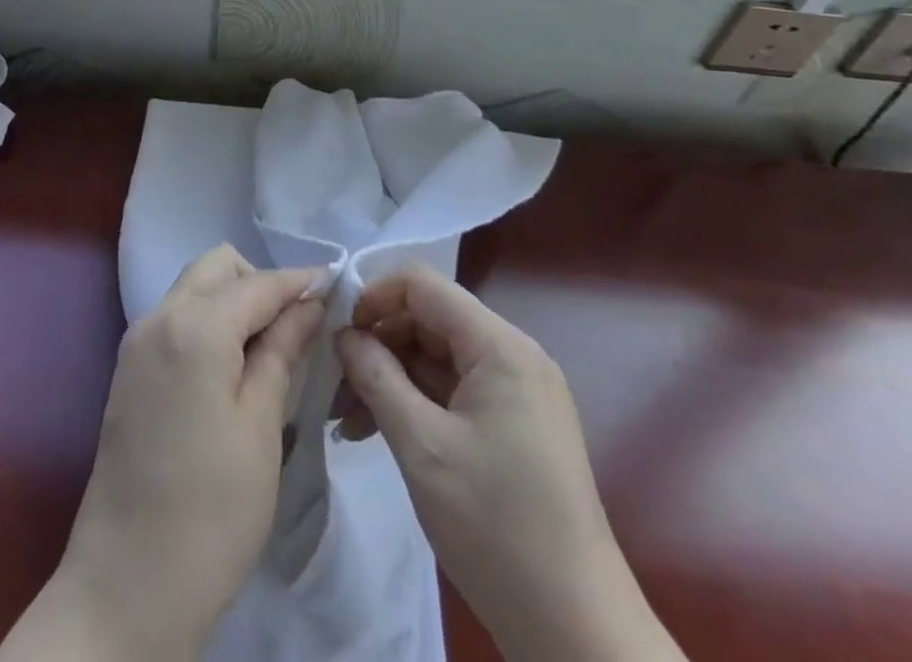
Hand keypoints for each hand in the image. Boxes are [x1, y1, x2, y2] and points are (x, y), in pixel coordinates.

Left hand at [0, 245, 324, 660]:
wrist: (126, 588)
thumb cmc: (211, 512)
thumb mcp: (261, 428)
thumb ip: (283, 352)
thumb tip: (310, 303)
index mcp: (194, 327)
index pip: (258, 283)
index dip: (300, 283)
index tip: (337, 288)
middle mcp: (159, 317)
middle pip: (218, 268)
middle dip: (260, 283)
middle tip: (296, 329)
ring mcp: (137, 341)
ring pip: (195, 288)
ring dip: (234, 301)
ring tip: (270, 351)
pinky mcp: (129, 368)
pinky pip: (177, 317)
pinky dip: (210, 323)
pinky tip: (233, 367)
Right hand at [336, 266, 683, 661]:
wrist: (576, 631)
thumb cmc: (495, 527)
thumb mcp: (421, 446)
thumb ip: (376, 376)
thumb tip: (344, 335)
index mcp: (499, 345)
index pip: (422, 285)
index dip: (373, 298)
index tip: (337, 335)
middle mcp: (513, 354)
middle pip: (428, 318)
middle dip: (378, 343)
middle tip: (335, 385)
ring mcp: (517, 390)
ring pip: (437, 355)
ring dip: (391, 376)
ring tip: (348, 418)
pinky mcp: (515, 423)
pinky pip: (454, 389)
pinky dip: (416, 402)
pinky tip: (379, 431)